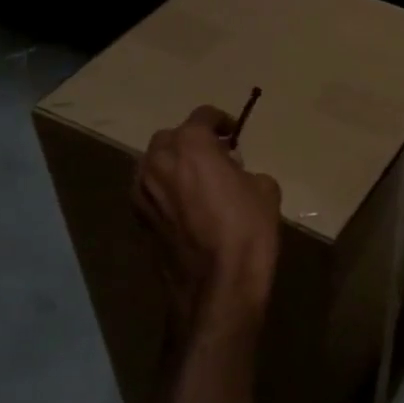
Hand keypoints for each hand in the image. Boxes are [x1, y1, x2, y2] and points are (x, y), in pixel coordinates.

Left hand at [134, 105, 282, 330]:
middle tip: (216, 158)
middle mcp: (158, 160)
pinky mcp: (137, 218)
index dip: (221, 121)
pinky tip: (186, 208)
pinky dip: (165, 191)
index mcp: (191, 145)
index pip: (203, 116)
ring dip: (174, 166)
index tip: (233, 135)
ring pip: (155, 164)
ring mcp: (142, 191)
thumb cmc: (247, 231)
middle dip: (192, 142)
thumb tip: (235, 175)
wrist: (217, 286)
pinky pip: (150, 191)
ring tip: (198, 183)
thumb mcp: (265, 190)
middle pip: (172, 138)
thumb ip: (246, 171)